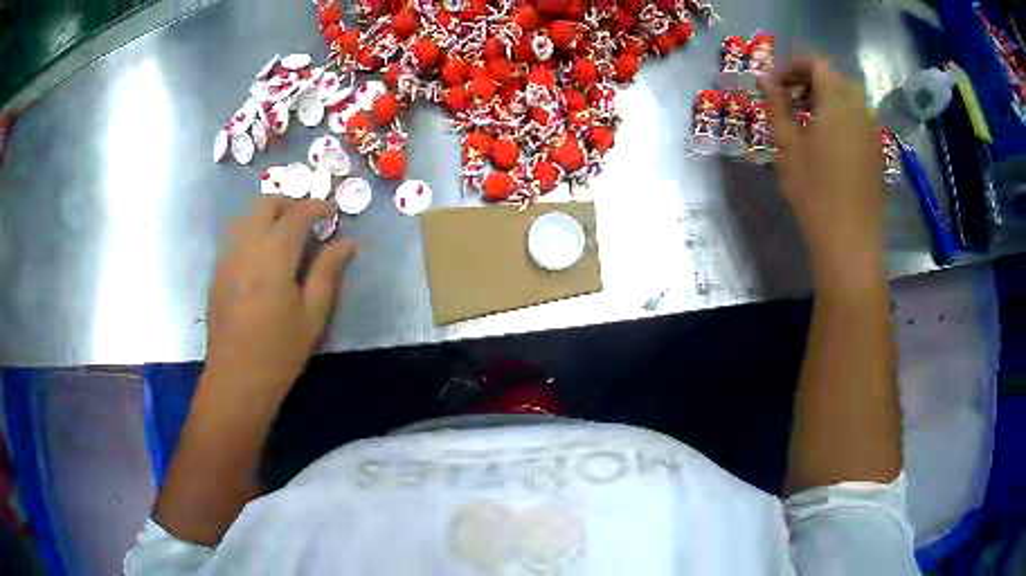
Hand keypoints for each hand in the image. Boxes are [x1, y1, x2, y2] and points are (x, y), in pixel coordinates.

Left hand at [205, 197, 355, 399]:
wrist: (236, 378)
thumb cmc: (280, 350)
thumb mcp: (313, 314)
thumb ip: (328, 272)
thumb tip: (348, 242)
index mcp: (275, 253)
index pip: (298, 213)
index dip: (318, 206)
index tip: (333, 211)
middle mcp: (247, 245)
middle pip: (266, 204)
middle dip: (290, 203)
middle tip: (308, 219)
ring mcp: (228, 256)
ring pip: (247, 216)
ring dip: (269, 215)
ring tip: (285, 234)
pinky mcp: (218, 272)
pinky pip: (235, 236)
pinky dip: (253, 232)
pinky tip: (263, 256)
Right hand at [759, 56, 884, 290]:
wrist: (851, 243)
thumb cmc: (815, 193)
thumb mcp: (788, 147)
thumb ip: (777, 106)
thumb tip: (764, 78)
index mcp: (838, 103)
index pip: (817, 63)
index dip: (793, 66)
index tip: (775, 84)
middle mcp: (860, 110)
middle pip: (835, 77)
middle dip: (809, 79)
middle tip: (788, 99)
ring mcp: (872, 132)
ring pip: (848, 98)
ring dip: (825, 97)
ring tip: (805, 119)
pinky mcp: (876, 152)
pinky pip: (858, 119)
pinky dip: (840, 116)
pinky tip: (826, 140)